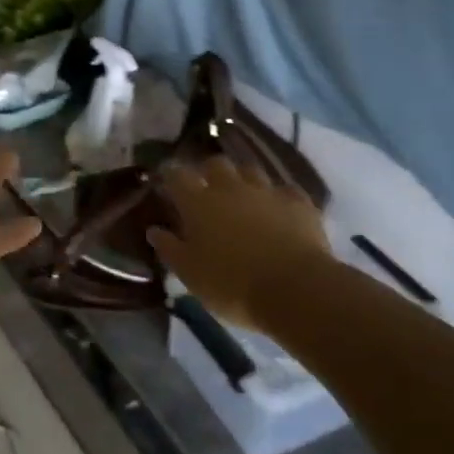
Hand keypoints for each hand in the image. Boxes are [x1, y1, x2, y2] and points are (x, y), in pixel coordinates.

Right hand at [148, 156, 331, 328]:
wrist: (296, 289)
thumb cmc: (232, 285)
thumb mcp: (190, 274)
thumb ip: (170, 249)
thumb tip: (154, 230)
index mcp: (198, 203)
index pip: (177, 175)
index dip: (170, 175)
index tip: (166, 180)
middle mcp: (230, 188)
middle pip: (215, 164)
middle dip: (208, 171)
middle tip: (206, 188)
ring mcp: (267, 191)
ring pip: (250, 170)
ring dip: (242, 179)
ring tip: (242, 196)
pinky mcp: (299, 202)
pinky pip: (284, 190)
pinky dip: (277, 197)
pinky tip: (278, 210)